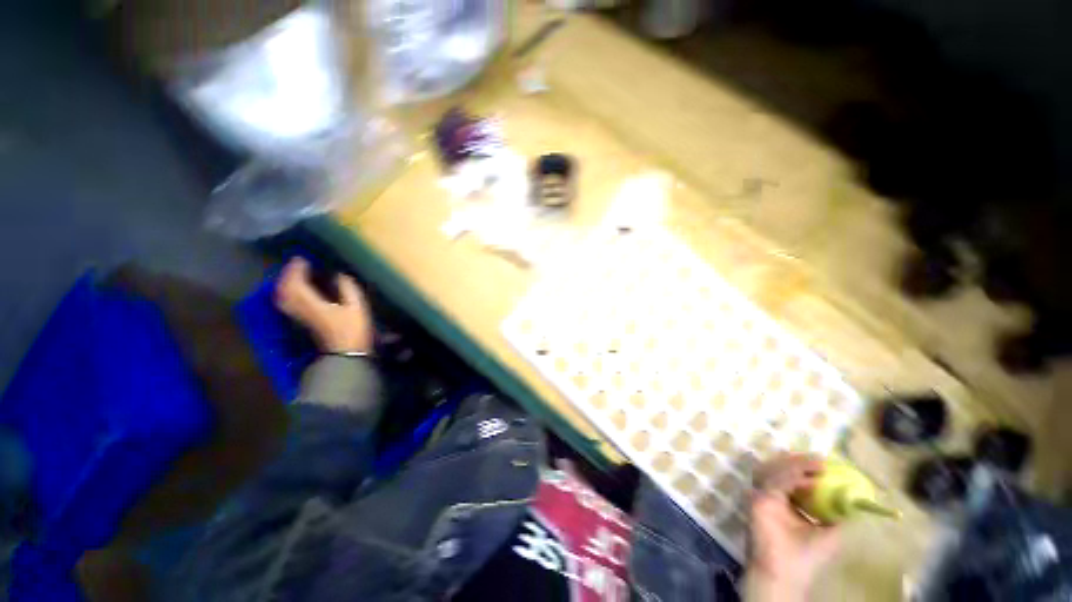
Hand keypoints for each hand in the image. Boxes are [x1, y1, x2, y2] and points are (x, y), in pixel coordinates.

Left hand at [275, 258, 373, 353]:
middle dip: (288, 275)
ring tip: (295, 274)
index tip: (302, 258)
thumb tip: (340, 274)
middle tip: (297, 264)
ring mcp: (300, 317)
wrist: (346, 353)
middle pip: (285, 290)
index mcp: (314, 305)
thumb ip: (348, 289)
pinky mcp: (303, 321)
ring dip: (285, 283)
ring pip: (283, 297)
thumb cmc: (354, 330)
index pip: (296, 284)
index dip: (296, 270)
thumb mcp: (357, 307)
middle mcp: (301, 309)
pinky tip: (296, 291)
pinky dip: (288, 293)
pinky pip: (288, 303)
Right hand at [748, 454, 840, 598]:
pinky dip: (791, 477)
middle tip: (819, 459)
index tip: (824, 462)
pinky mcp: (759, 499)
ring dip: (795, 465)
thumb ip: (838, 515)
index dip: (804, 467)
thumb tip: (855, 498)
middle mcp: (772, 494)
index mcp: (786, 501)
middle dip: (798, 461)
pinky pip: (775, 482)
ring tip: (817, 466)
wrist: (788, 573)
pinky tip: (810, 480)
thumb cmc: (808, 556)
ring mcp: (763, 495)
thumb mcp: (830, 533)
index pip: (790, 476)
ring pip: (775, 469)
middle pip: (779, 467)